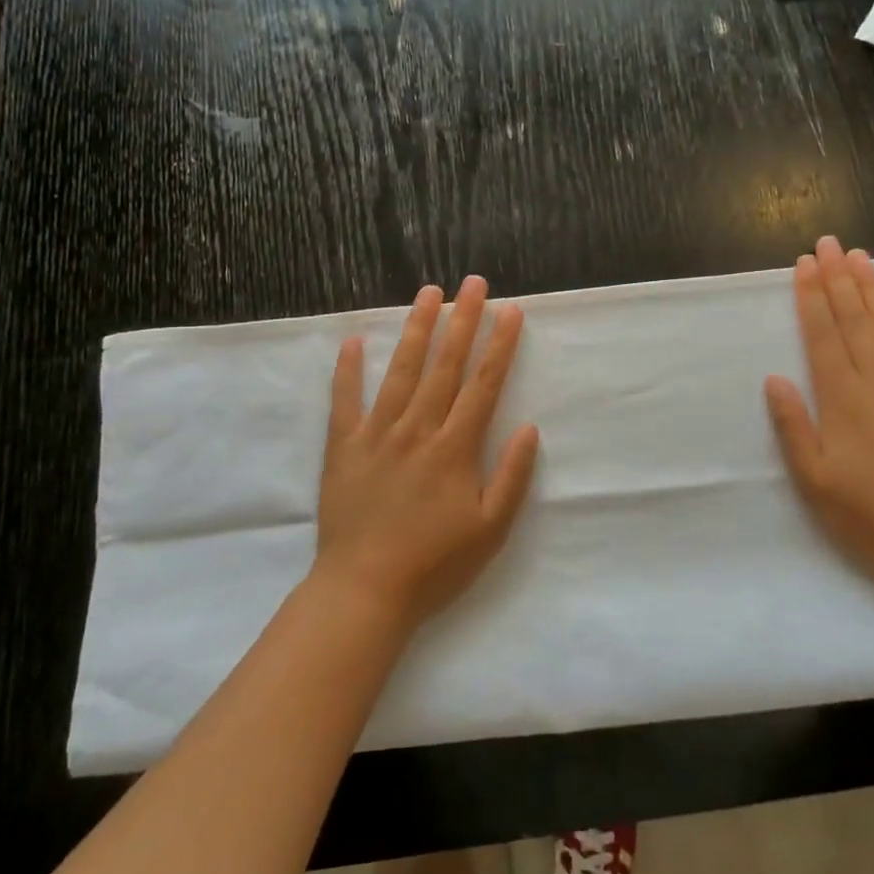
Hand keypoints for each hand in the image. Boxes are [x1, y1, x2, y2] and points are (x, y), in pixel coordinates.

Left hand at [313, 275, 540, 630]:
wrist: (364, 591)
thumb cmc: (434, 564)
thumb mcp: (491, 531)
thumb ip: (512, 477)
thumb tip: (529, 428)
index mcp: (455, 448)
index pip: (483, 385)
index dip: (499, 345)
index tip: (510, 311)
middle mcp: (418, 429)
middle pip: (445, 365)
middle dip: (462, 320)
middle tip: (473, 283)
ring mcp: (377, 434)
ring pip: (401, 371)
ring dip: (416, 329)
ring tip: (428, 293)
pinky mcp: (344, 447)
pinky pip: (345, 400)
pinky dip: (348, 370)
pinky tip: (354, 341)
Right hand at [763, 237, 873, 602]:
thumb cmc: (867, 517)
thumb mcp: (812, 480)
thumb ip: (793, 426)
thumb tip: (775, 377)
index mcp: (843, 399)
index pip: (823, 334)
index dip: (812, 297)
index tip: (805, 265)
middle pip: (855, 320)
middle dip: (839, 279)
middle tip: (829, 244)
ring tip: (861, 258)